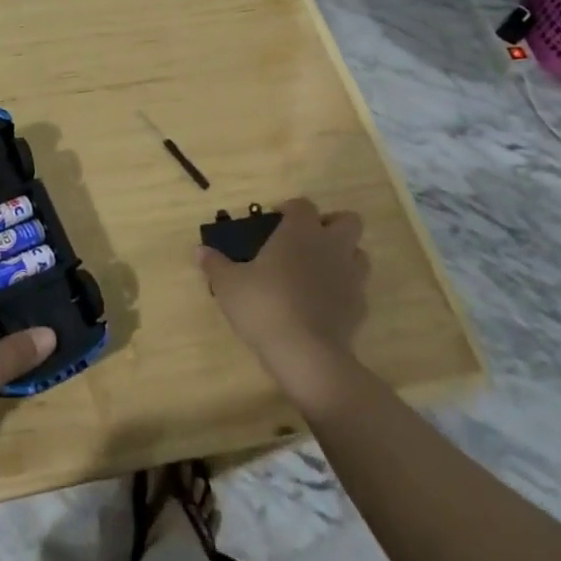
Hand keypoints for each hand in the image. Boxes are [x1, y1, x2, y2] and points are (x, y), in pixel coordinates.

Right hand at [197, 200, 368, 408]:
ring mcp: (351, 277)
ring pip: (359, 253)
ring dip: (342, 256)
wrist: (307, 356)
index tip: (274, 221)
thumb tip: (200, 251)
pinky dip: (343, 290)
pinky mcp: (360, 308)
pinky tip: (323, 303)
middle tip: (306, 240)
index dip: (289, 209)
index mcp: (301, 232)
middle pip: (348, 220)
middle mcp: (331, 247)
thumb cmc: (265, 306)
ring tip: (317, 270)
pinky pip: (356, 289)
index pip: (303, 205)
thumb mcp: (228, 284)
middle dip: (331, 225)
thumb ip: (215, 264)